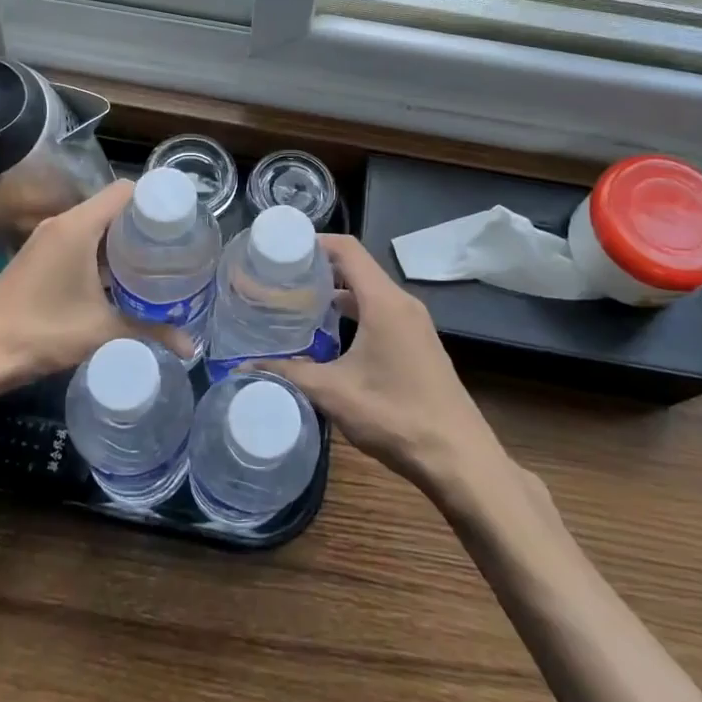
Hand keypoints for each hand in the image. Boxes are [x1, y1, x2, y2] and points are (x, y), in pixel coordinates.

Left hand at [0, 179, 188, 389]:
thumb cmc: (39, 332)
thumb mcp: (100, 331)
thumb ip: (149, 331)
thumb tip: (191, 346)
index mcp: (77, 226)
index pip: (125, 191)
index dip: (156, 201)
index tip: (184, 222)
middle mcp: (62, 224)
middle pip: (113, 208)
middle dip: (145, 225)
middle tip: (178, 247)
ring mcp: (47, 241)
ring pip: (96, 227)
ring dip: (124, 242)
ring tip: (158, 264)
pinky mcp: (39, 259)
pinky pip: (81, 243)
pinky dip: (104, 255)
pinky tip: (122, 282)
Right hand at [251, 235, 506, 494]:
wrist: (459, 459)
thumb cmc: (395, 416)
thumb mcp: (334, 393)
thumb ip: (288, 374)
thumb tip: (243, 367)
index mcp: (384, 301)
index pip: (347, 249)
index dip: (313, 242)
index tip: (281, 251)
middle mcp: (402, 303)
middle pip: (357, 267)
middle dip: (319, 268)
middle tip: (281, 279)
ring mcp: (415, 324)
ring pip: (370, 292)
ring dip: (336, 292)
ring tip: (298, 304)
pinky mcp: (419, 344)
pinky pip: (382, 311)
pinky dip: (354, 312)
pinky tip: (330, 336)